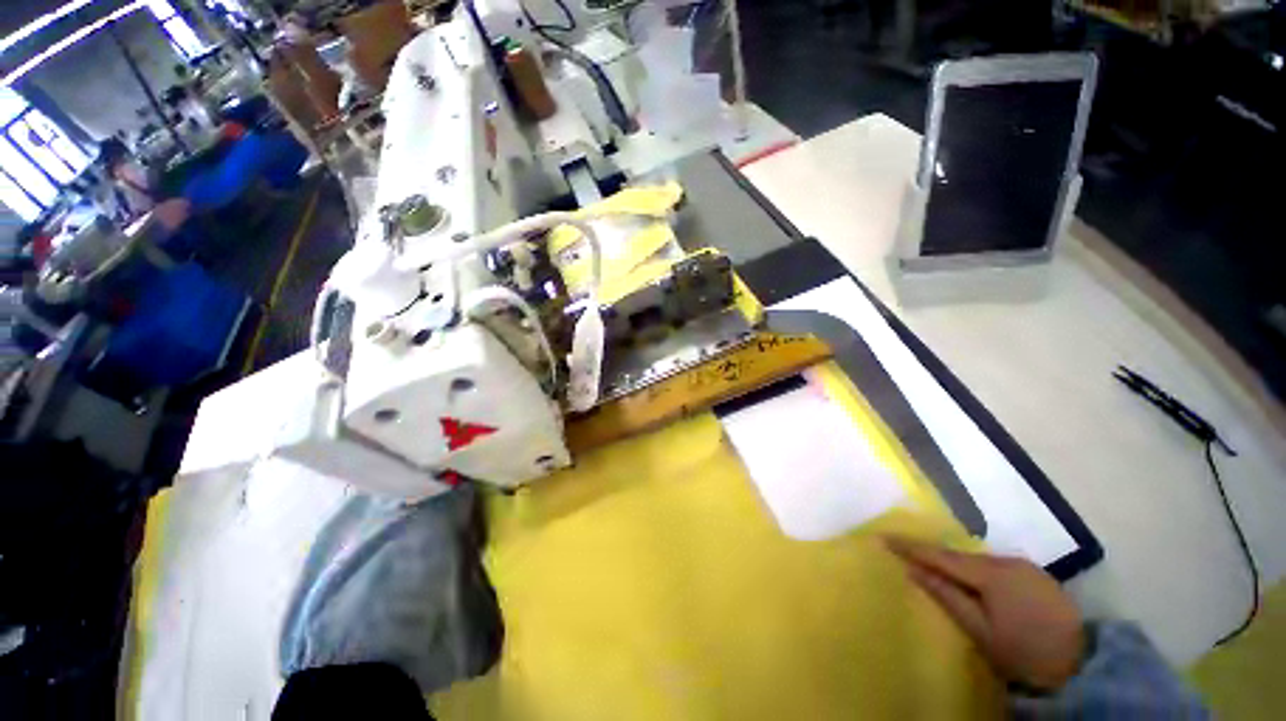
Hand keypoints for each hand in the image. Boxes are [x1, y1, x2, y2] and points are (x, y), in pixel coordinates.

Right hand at [885, 537, 1085, 691]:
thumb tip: (913, 570)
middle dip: (932, 554)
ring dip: (954, 563)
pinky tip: (970, 579)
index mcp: (992, 574)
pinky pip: (994, 566)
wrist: (1082, 666)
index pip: (942, 556)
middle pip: (960, 556)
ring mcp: (1024, 566)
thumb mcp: (981, 632)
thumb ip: (947, 596)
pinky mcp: (1035, 575)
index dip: (911, 547)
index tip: (884, 537)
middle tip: (904, 551)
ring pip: (977, 560)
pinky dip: (975, 569)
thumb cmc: (1024, 653)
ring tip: (931, 565)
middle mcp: (1007, 561)